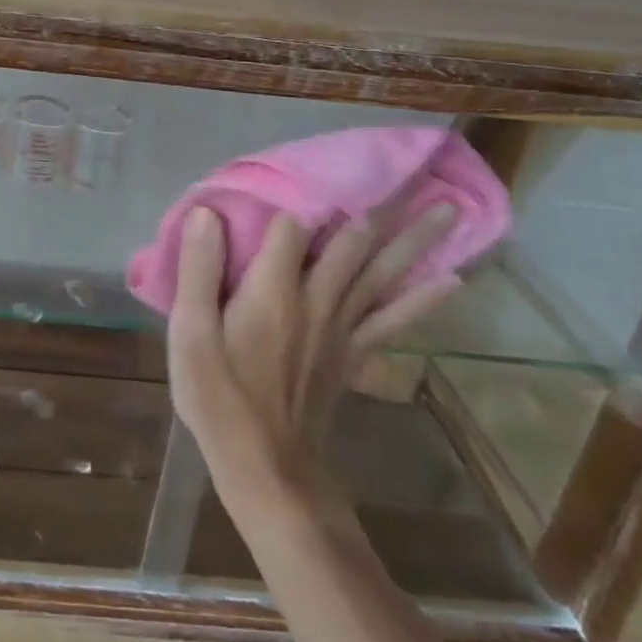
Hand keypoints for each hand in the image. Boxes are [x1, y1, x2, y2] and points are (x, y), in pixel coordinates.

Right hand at [166, 203, 460, 519]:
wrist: (268, 470)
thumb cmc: (220, 399)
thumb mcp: (190, 335)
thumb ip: (199, 270)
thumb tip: (208, 212)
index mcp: (273, 290)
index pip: (288, 227)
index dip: (285, 200)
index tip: (287, 176)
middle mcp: (317, 300)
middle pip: (352, 242)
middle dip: (378, 206)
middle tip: (416, 171)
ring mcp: (342, 328)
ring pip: (383, 273)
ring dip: (415, 241)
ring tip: (449, 210)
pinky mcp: (353, 354)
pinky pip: (394, 319)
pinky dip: (422, 298)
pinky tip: (451, 280)